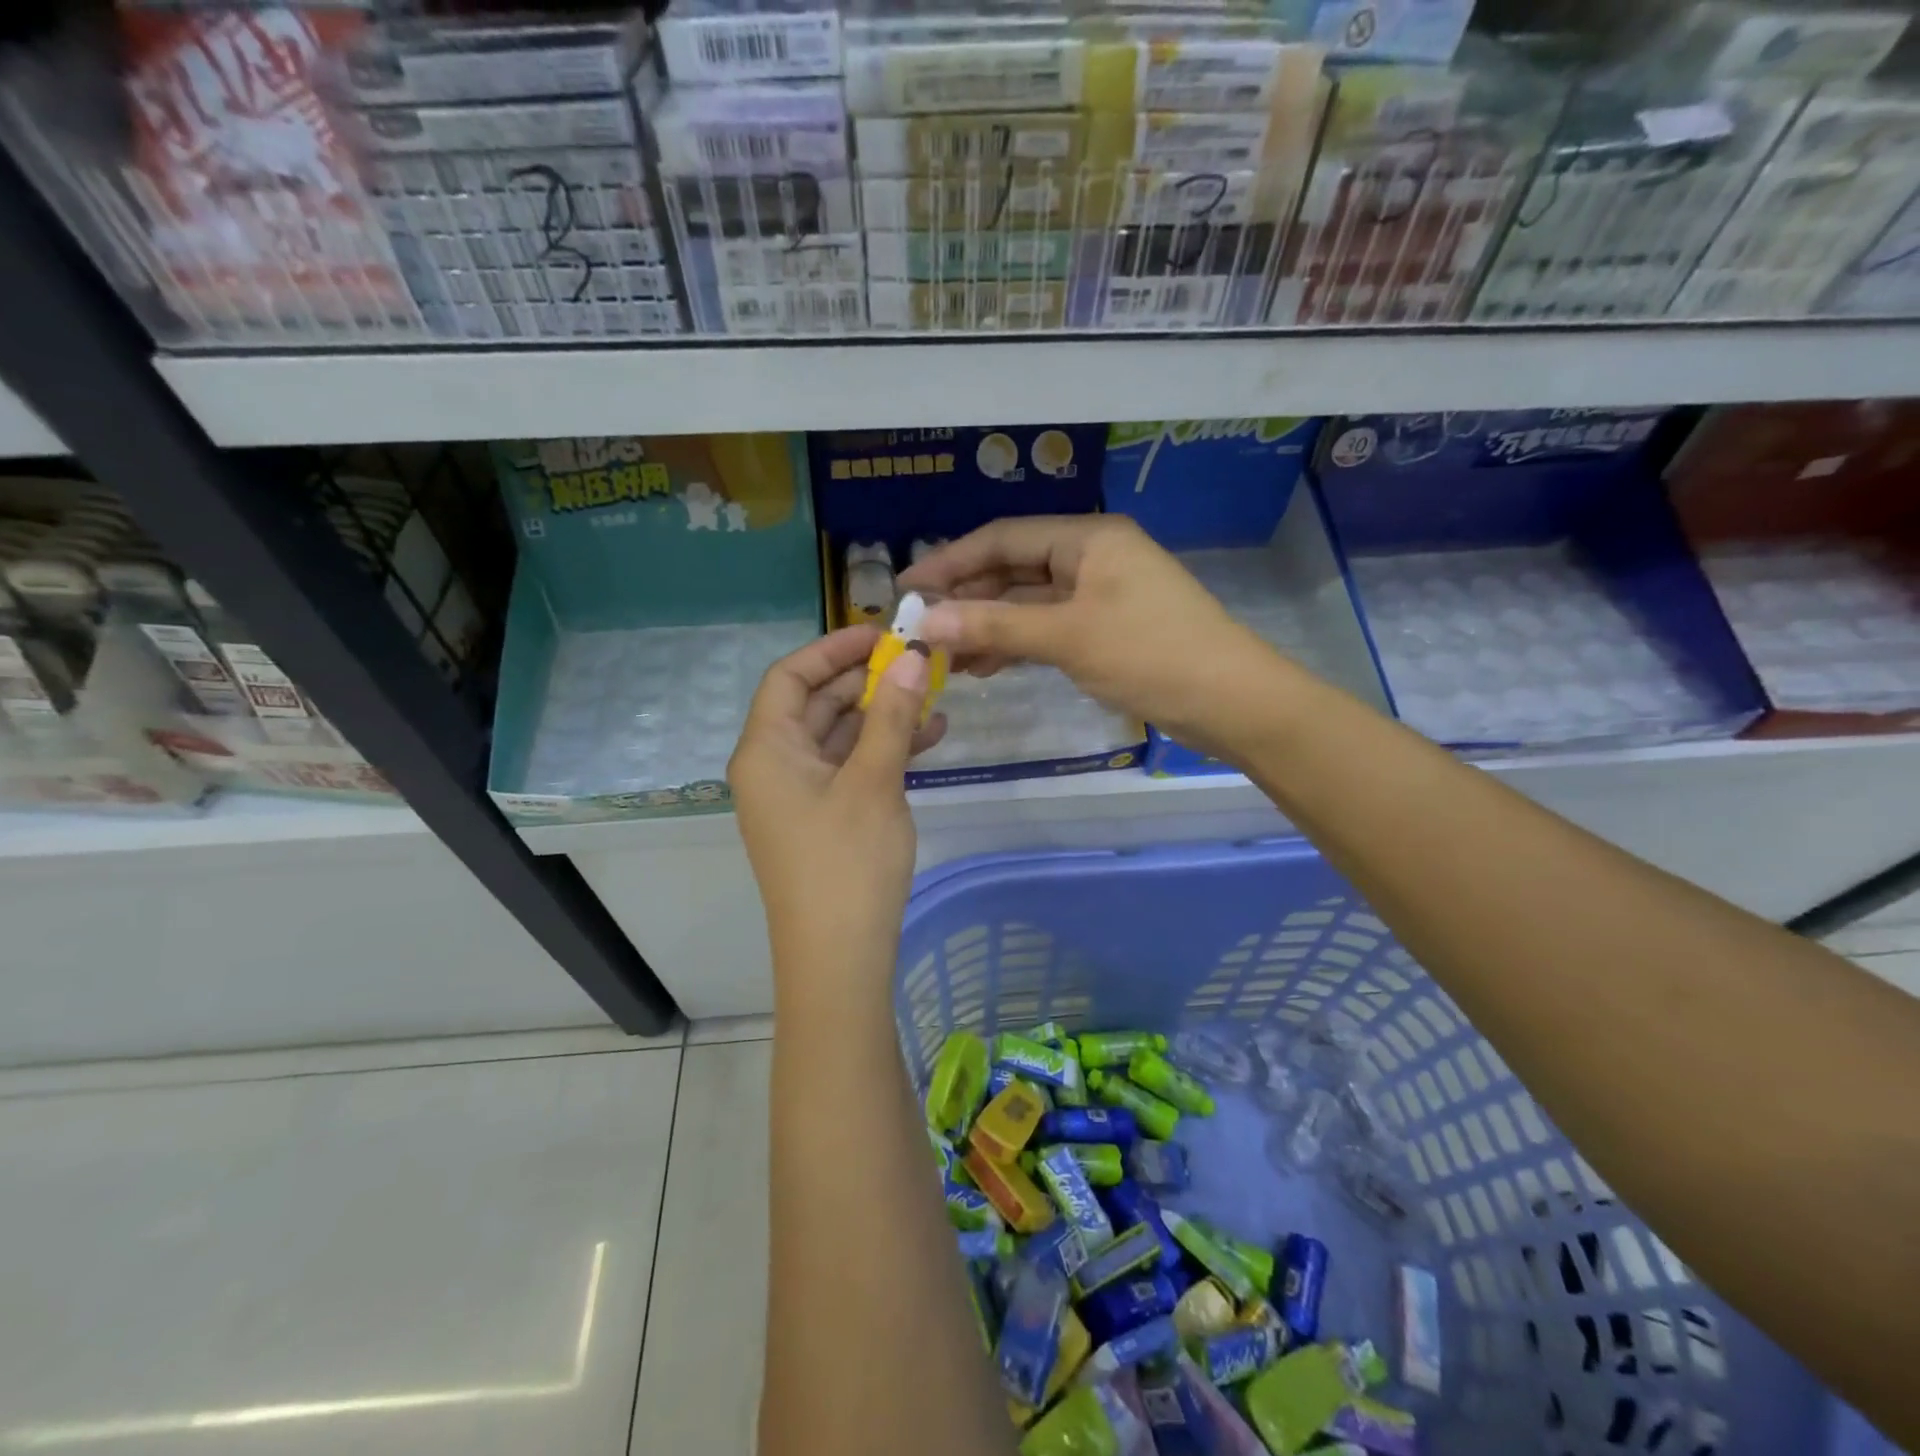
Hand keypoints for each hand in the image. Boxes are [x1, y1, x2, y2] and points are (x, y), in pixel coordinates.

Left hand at [729, 626, 944, 987]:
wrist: (838, 958)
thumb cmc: (847, 863)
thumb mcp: (874, 781)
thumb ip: (893, 716)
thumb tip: (913, 656)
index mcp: (767, 750)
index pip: (790, 676)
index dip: (833, 649)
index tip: (882, 634)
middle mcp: (774, 766)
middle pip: (817, 704)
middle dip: (867, 681)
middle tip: (919, 662)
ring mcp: (798, 795)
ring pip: (839, 736)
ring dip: (883, 716)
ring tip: (936, 697)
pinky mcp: (822, 819)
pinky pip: (850, 768)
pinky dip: (884, 751)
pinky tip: (931, 738)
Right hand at [900, 516, 1290, 760]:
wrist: (1232, 702)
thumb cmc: (1150, 655)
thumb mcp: (1067, 638)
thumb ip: (994, 628)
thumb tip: (925, 623)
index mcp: (1088, 537)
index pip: (1002, 539)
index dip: (950, 562)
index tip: (907, 589)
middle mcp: (1093, 556)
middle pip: (1014, 569)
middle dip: (967, 599)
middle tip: (921, 630)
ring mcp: (1101, 594)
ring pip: (1029, 603)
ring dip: (988, 627)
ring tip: (945, 658)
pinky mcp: (1108, 629)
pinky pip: (1049, 627)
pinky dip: (1018, 644)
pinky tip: (985, 666)